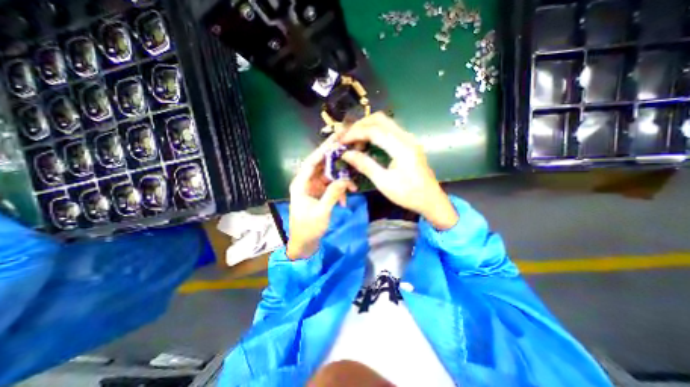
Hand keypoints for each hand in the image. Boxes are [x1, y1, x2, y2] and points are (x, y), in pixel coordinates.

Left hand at [288, 133, 354, 259]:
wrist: (304, 243)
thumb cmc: (308, 228)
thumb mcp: (322, 211)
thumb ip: (333, 194)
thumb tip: (345, 180)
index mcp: (301, 184)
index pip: (312, 162)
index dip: (323, 150)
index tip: (336, 140)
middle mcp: (306, 183)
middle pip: (322, 167)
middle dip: (336, 163)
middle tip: (350, 153)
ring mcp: (313, 188)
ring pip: (329, 177)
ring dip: (341, 181)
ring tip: (353, 187)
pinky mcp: (319, 195)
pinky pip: (331, 187)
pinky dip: (339, 191)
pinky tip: (345, 201)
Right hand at [339, 114, 456, 230]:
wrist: (430, 200)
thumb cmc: (408, 194)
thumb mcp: (384, 182)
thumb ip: (365, 165)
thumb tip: (346, 154)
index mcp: (401, 147)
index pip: (374, 130)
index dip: (355, 133)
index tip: (341, 141)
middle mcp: (406, 137)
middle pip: (379, 119)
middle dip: (360, 125)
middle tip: (347, 138)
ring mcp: (408, 138)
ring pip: (384, 122)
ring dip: (367, 127)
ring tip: (354, 141)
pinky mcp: (408, 143)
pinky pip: (388, 130)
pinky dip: (374, 132)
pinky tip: (367, 143)